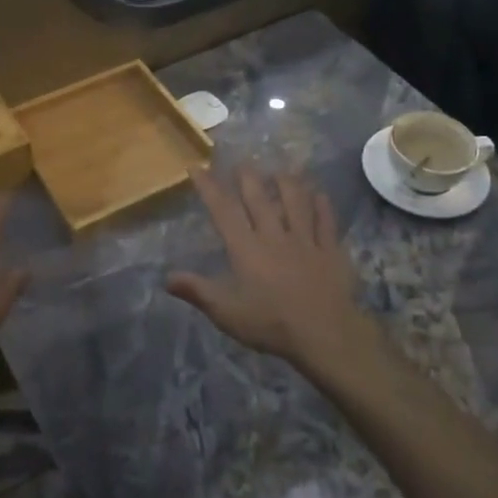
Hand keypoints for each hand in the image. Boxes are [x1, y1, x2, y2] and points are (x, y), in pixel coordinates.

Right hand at [168, 166, 376, 374]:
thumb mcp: (226, 312)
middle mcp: (274, 236)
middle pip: (259, 200)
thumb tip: (166, 278)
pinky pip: (326, 223)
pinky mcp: (331, 251)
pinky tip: (320, 194)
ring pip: (296, 203)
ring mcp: (306, 241)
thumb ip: (197, 291)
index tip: (197, 167)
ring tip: (281, 171)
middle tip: (242, 163)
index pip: (223, 211)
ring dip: (287, 184)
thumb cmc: (270, 324)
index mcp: (246, 248)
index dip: (209, 187)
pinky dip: (323, 207)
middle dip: (248, 178)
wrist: (325, 334)